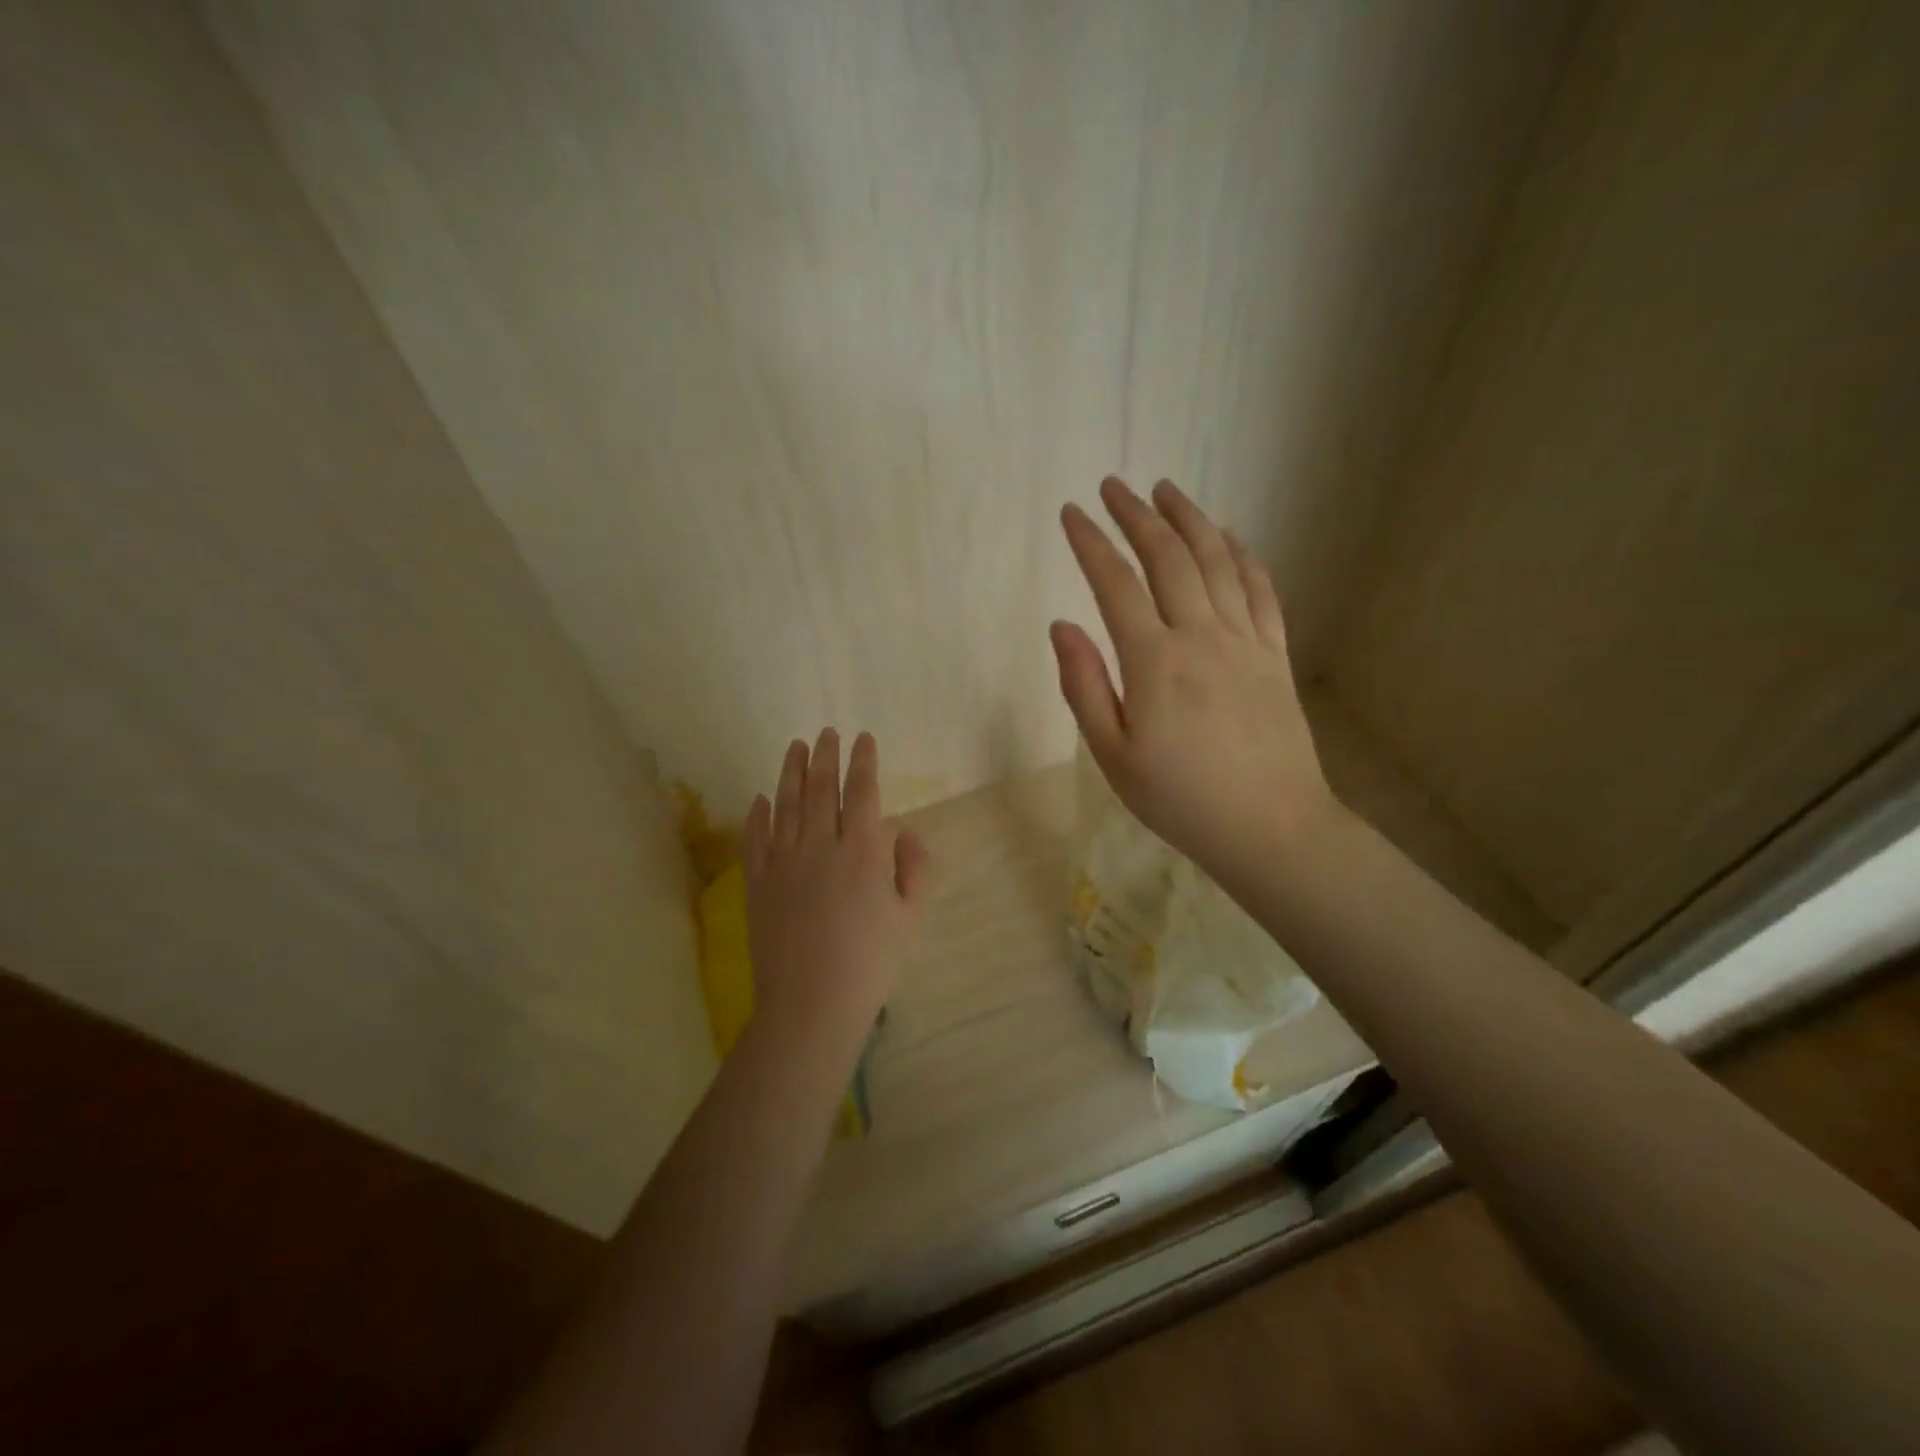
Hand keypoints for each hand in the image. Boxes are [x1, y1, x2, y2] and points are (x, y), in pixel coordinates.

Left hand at [743, 729, 929, 1052]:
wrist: (811, 1003)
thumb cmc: (870, 962)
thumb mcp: (909, 917)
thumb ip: (913, 868)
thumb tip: (903, 832)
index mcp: (862, 852)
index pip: (863, 792)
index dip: (864, 762)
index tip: (863, 738)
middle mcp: (820, 846)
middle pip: (822, 789)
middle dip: (826, 756)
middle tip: (827, 732)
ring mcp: (783, 862)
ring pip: (786, 804)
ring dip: (791, 771)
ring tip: (796, 746)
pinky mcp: (757, 883)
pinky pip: (755, 838)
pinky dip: (758, 815)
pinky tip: (760, 798)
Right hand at [1051, 477, 1339, 884]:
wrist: (1270, 827)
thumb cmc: (1179, 799)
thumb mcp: (1112, 755)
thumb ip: (1084, 686)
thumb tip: (1062, 625)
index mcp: (1154, 662)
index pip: (1114, 584)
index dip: (1090, 543)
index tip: (1071, 514)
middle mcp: (1201, 636)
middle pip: (1168, 558)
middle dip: (1136, 516)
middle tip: (1113, 487)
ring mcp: (1245, 641)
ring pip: (1217, 562)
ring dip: (1189, 520)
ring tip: (1166, 491)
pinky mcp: (1276, 655)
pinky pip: (1259, 590)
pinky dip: (1242, 555)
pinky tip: (1229, 538)